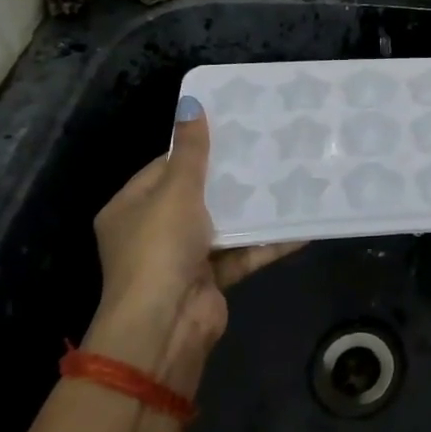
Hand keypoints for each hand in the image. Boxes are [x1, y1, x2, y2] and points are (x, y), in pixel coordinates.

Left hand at [84, 96, 299, 386]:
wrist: (165, 327)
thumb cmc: (159, 249)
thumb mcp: (175, 191)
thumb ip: (189, 151)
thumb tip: (191, 104)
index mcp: (130, 208)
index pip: (163, 167)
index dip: (195, 149)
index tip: (232, 130)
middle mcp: (152, 232)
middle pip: (196, 195)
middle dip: (230, 177)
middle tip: (267, 149)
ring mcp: (183, 258)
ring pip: (224, 224)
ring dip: (253, 208)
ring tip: (289, 179)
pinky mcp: (211, 279)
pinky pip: (242, 253)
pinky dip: (267, 242)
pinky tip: (300, 225)